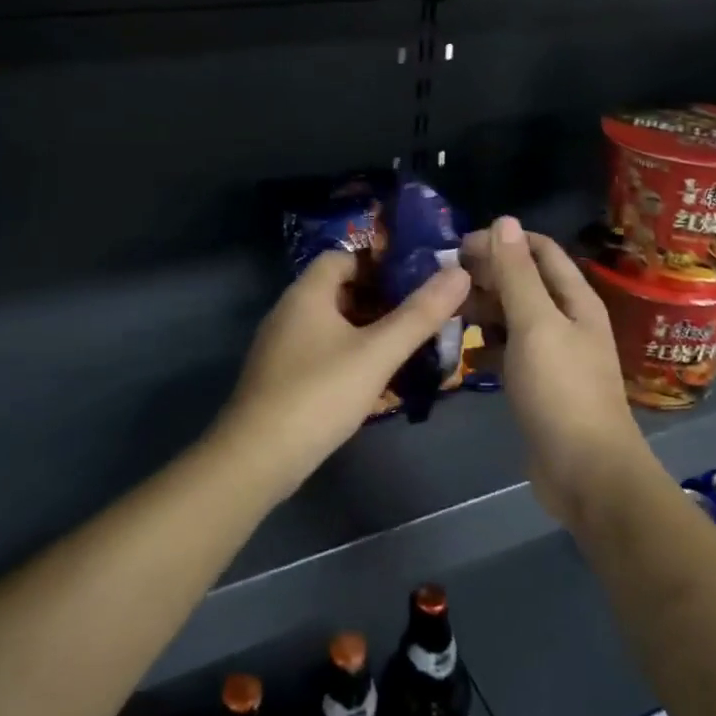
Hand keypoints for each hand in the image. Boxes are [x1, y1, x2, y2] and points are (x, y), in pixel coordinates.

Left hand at [216, 249, 470, 502]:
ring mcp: (282, 346)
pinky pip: (321, 351)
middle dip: (380, 299)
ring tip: (406, 346)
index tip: (415, 279)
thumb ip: (419, 314)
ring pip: (332, 324)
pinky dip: (349, 355)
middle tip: (419, 314)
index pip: (343, 257)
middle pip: (339, 290)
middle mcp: (289, 311)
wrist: (257, 458)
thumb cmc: (319, 394)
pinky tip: (373, 379)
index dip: (379, 263)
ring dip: (367, 330)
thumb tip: (459, 272)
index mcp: (307, 294)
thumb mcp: (377, 353)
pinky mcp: (281, 377)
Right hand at [460, 217, 648, 527]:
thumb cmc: (561, 390)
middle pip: (526, 283)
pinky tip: (463, 352)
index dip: (503, 241)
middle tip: (444, 280)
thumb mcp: (536, 324)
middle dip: (488, 275)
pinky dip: (488, 347)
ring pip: (515, 318)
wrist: (586, 472)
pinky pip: (510, 353)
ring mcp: (554, 355)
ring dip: (485, 311)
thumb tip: (504, 221)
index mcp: (575, 300)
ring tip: (446, 311)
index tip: (459, 246)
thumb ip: (517, 274)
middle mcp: (567, 321)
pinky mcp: (540, 385)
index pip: (540, 251)